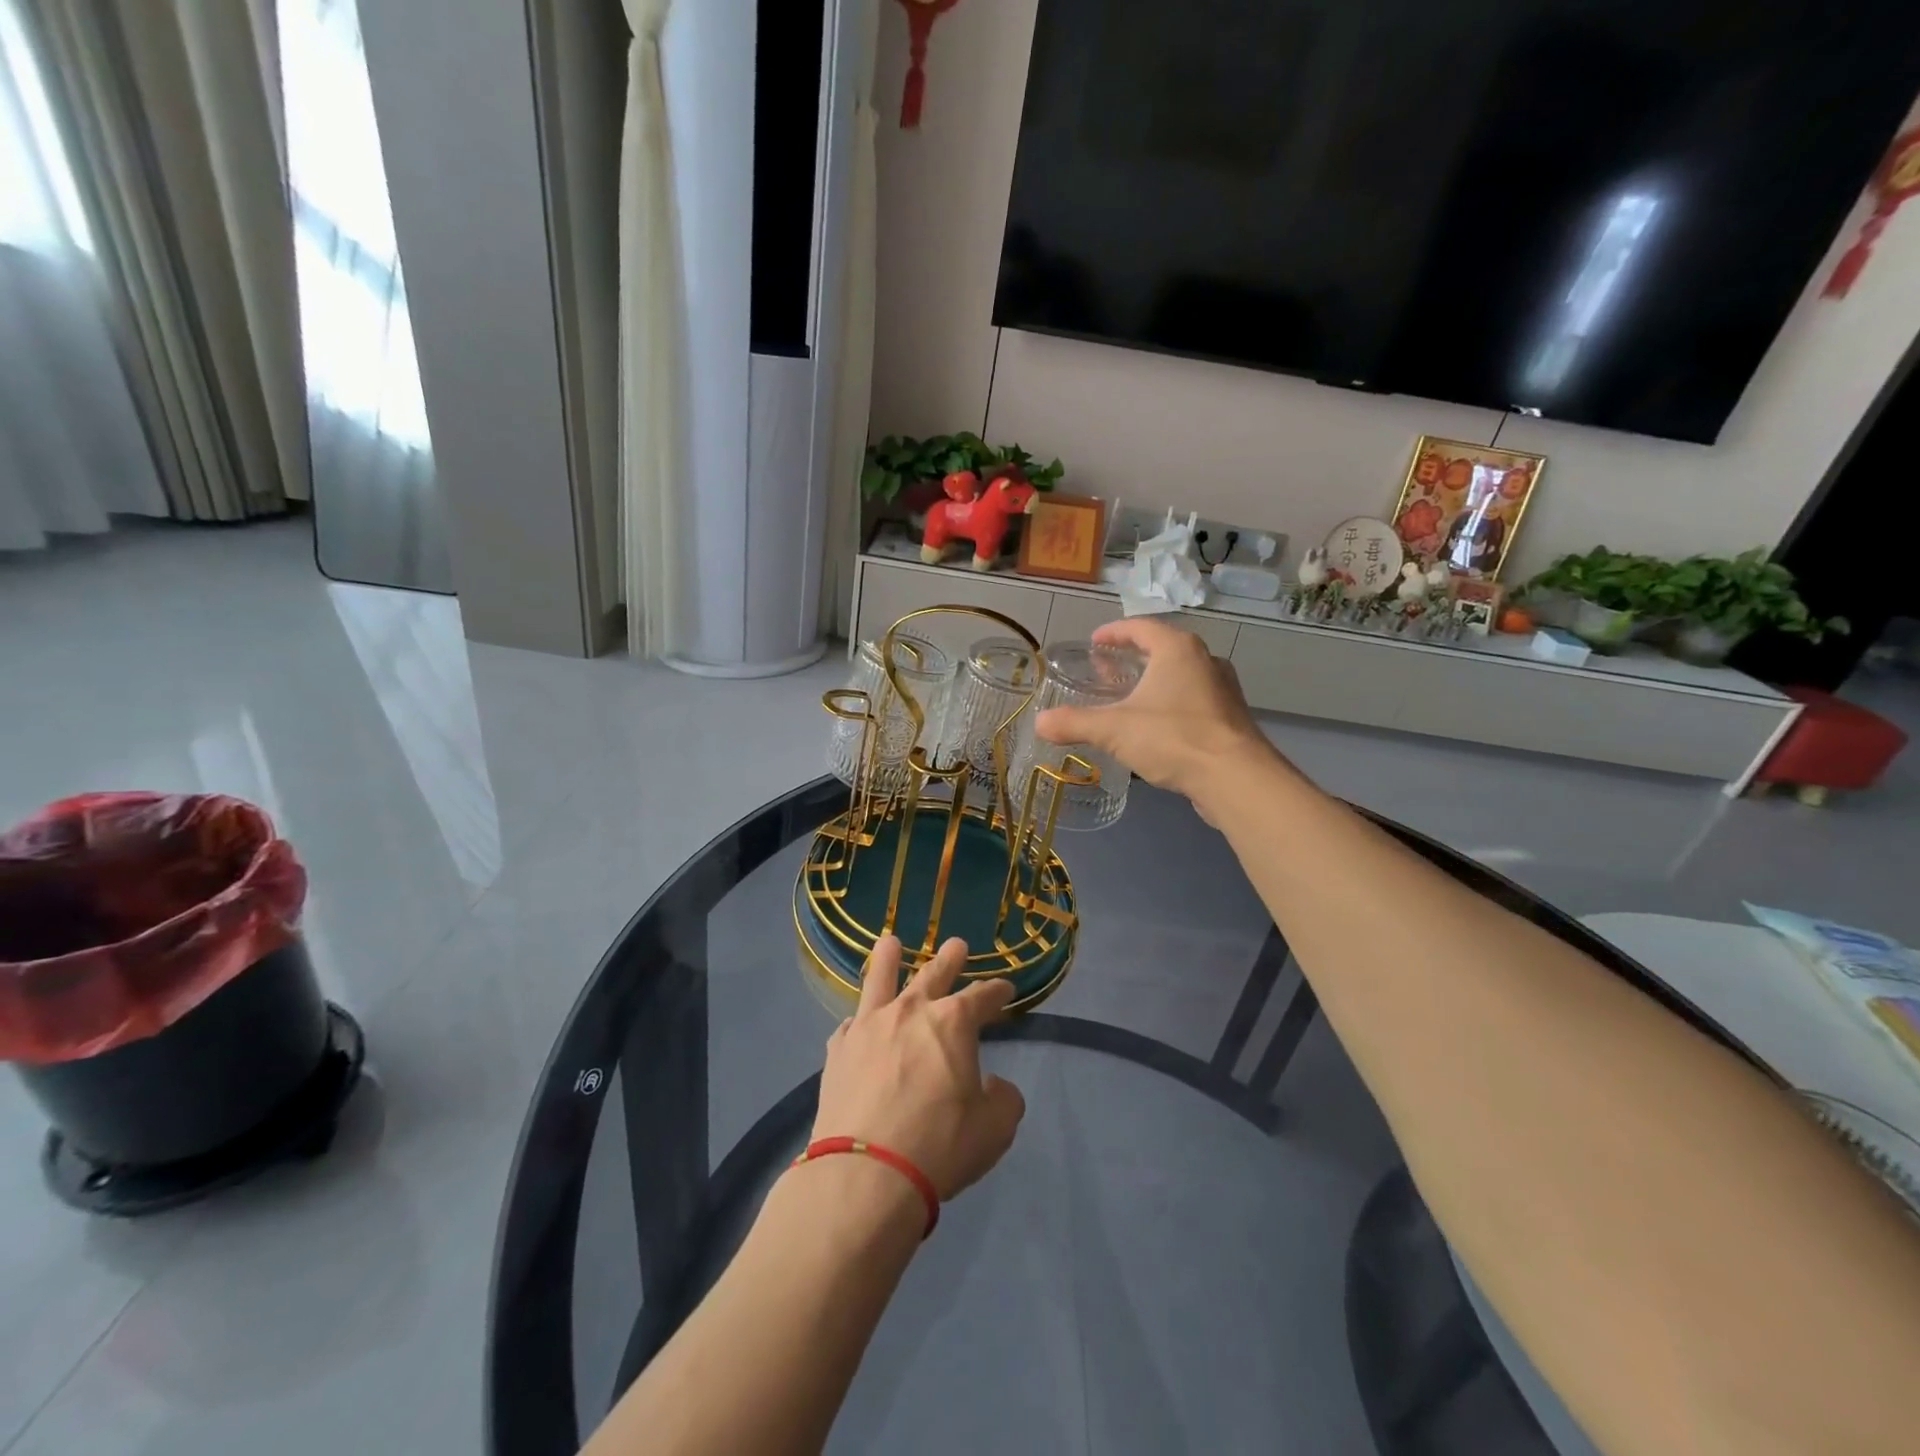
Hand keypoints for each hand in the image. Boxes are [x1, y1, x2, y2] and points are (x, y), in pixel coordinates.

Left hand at [813, 936, 1025, 1200]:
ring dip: (887, 960)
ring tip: (889, 942)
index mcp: (953, 1022)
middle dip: (949, 959)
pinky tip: (856, 1021)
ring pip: (880, 981)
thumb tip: (992, 1086)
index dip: (997, 991)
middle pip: (933, 975)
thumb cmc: (940, 1145)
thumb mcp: (994, 1128)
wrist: (866, 1173)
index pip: (982, 997)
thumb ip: (1002, 1099)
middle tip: (956, 944)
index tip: (1006, 989)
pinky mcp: (839, 1050)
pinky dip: (859, 1020)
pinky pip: (851, 1024)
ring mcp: (869, 1026)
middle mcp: (910, 1011)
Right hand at [1034, 617, 1277, 808]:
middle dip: (1133, 658)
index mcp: (1177, 650)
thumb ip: (1074, 723)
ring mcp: (1222, 689)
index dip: (1114, 632)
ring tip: (1129, 698)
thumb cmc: (1173, 738)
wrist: (1235, 778)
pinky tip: (1156, 727)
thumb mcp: (1114, 730)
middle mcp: (1204, 660)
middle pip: (1163, 649)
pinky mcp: (1230, 717)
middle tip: (1106, 671)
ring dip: (1154, 682)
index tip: (1094, 642)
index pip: (1141, 627)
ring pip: (1181, 675)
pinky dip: (1171, 704)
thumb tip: (1039, 722)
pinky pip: (1193, 700)